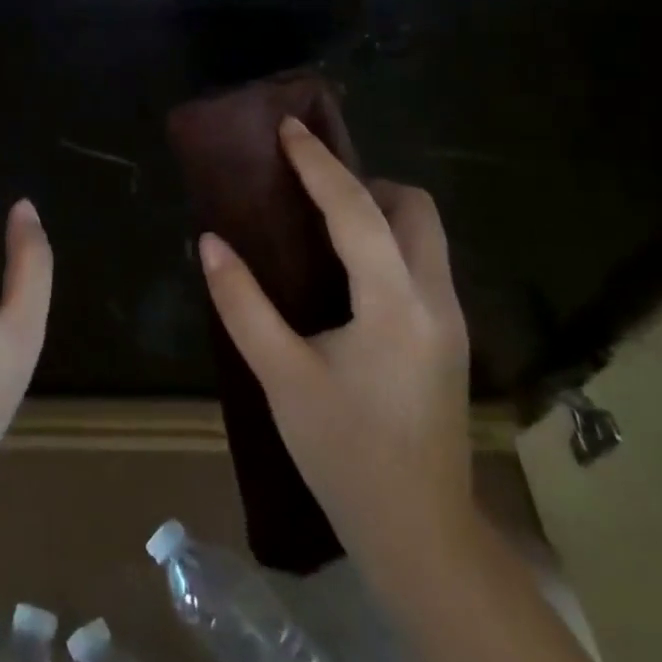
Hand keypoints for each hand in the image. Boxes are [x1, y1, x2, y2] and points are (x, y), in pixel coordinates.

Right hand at [197, 117, 473, 561]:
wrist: (419, 533)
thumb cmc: (344, 454)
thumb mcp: (282, 377)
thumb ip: (243, 304)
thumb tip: (210, 243)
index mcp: (394, 304)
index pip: (357, 211)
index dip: (319, 165)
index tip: (289, 128)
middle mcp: (434, 299)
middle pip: (415, 208)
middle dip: (365, 184)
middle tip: (311, 192)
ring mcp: (451, 319)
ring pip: (425, 235)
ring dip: (379, 212)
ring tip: (323, 226)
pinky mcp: (449, 338)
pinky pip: (422, 263)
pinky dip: (387, 243)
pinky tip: (347, 275)